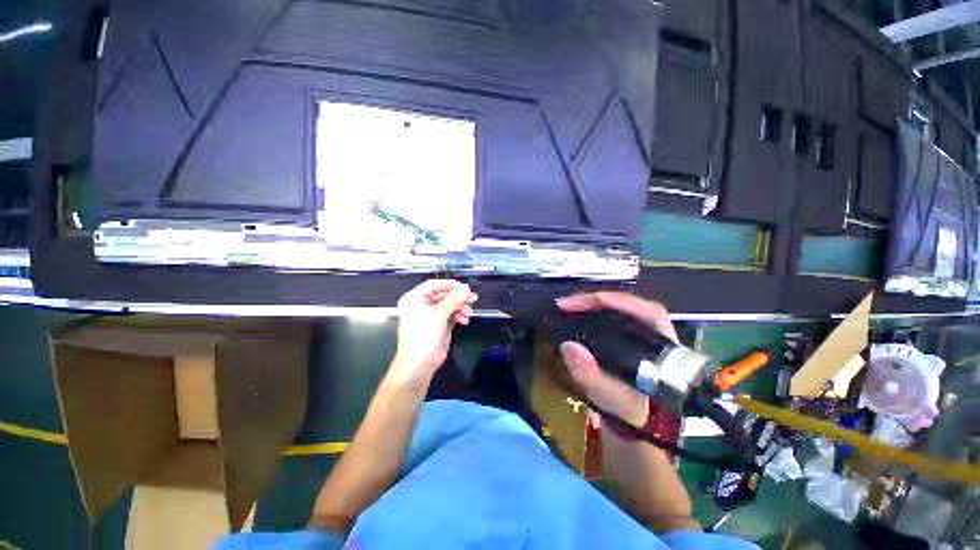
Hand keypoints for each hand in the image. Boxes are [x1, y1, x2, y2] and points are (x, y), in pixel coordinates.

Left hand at [391, 279, 478, 382]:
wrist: (420, 363)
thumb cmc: (422, 337)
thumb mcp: (438, 315)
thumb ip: (453, 299)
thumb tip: (465, 288)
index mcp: (415, 299)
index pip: (433, 285)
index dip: (449, 285)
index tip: (463, 286)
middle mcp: (422, 305)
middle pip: (444, 295)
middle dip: (458, 297)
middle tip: (471, 298)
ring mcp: (431, 315)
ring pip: (450, 304)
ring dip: (461, 307)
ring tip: (468, 312)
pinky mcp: (440, 324)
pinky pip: (452, 314)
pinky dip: (459, 315)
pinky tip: (464, 319)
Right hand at [555, 292, 677, 427]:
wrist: (636, 419)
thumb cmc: (630, 410)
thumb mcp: (612, 399)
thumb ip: (592, 376)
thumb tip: (569, 346)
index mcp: (661, 347)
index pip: (647, 312)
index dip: (616, 301)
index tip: (585, 302)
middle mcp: (655, 334)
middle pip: (629, 304)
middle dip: (595, 300)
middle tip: (566, 305)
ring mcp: (642, 331)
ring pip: (619, 307)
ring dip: (592, 304)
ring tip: (568, 306)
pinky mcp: (629, 333)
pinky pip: (612, 315)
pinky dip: (593, 311)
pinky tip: (578, 313)